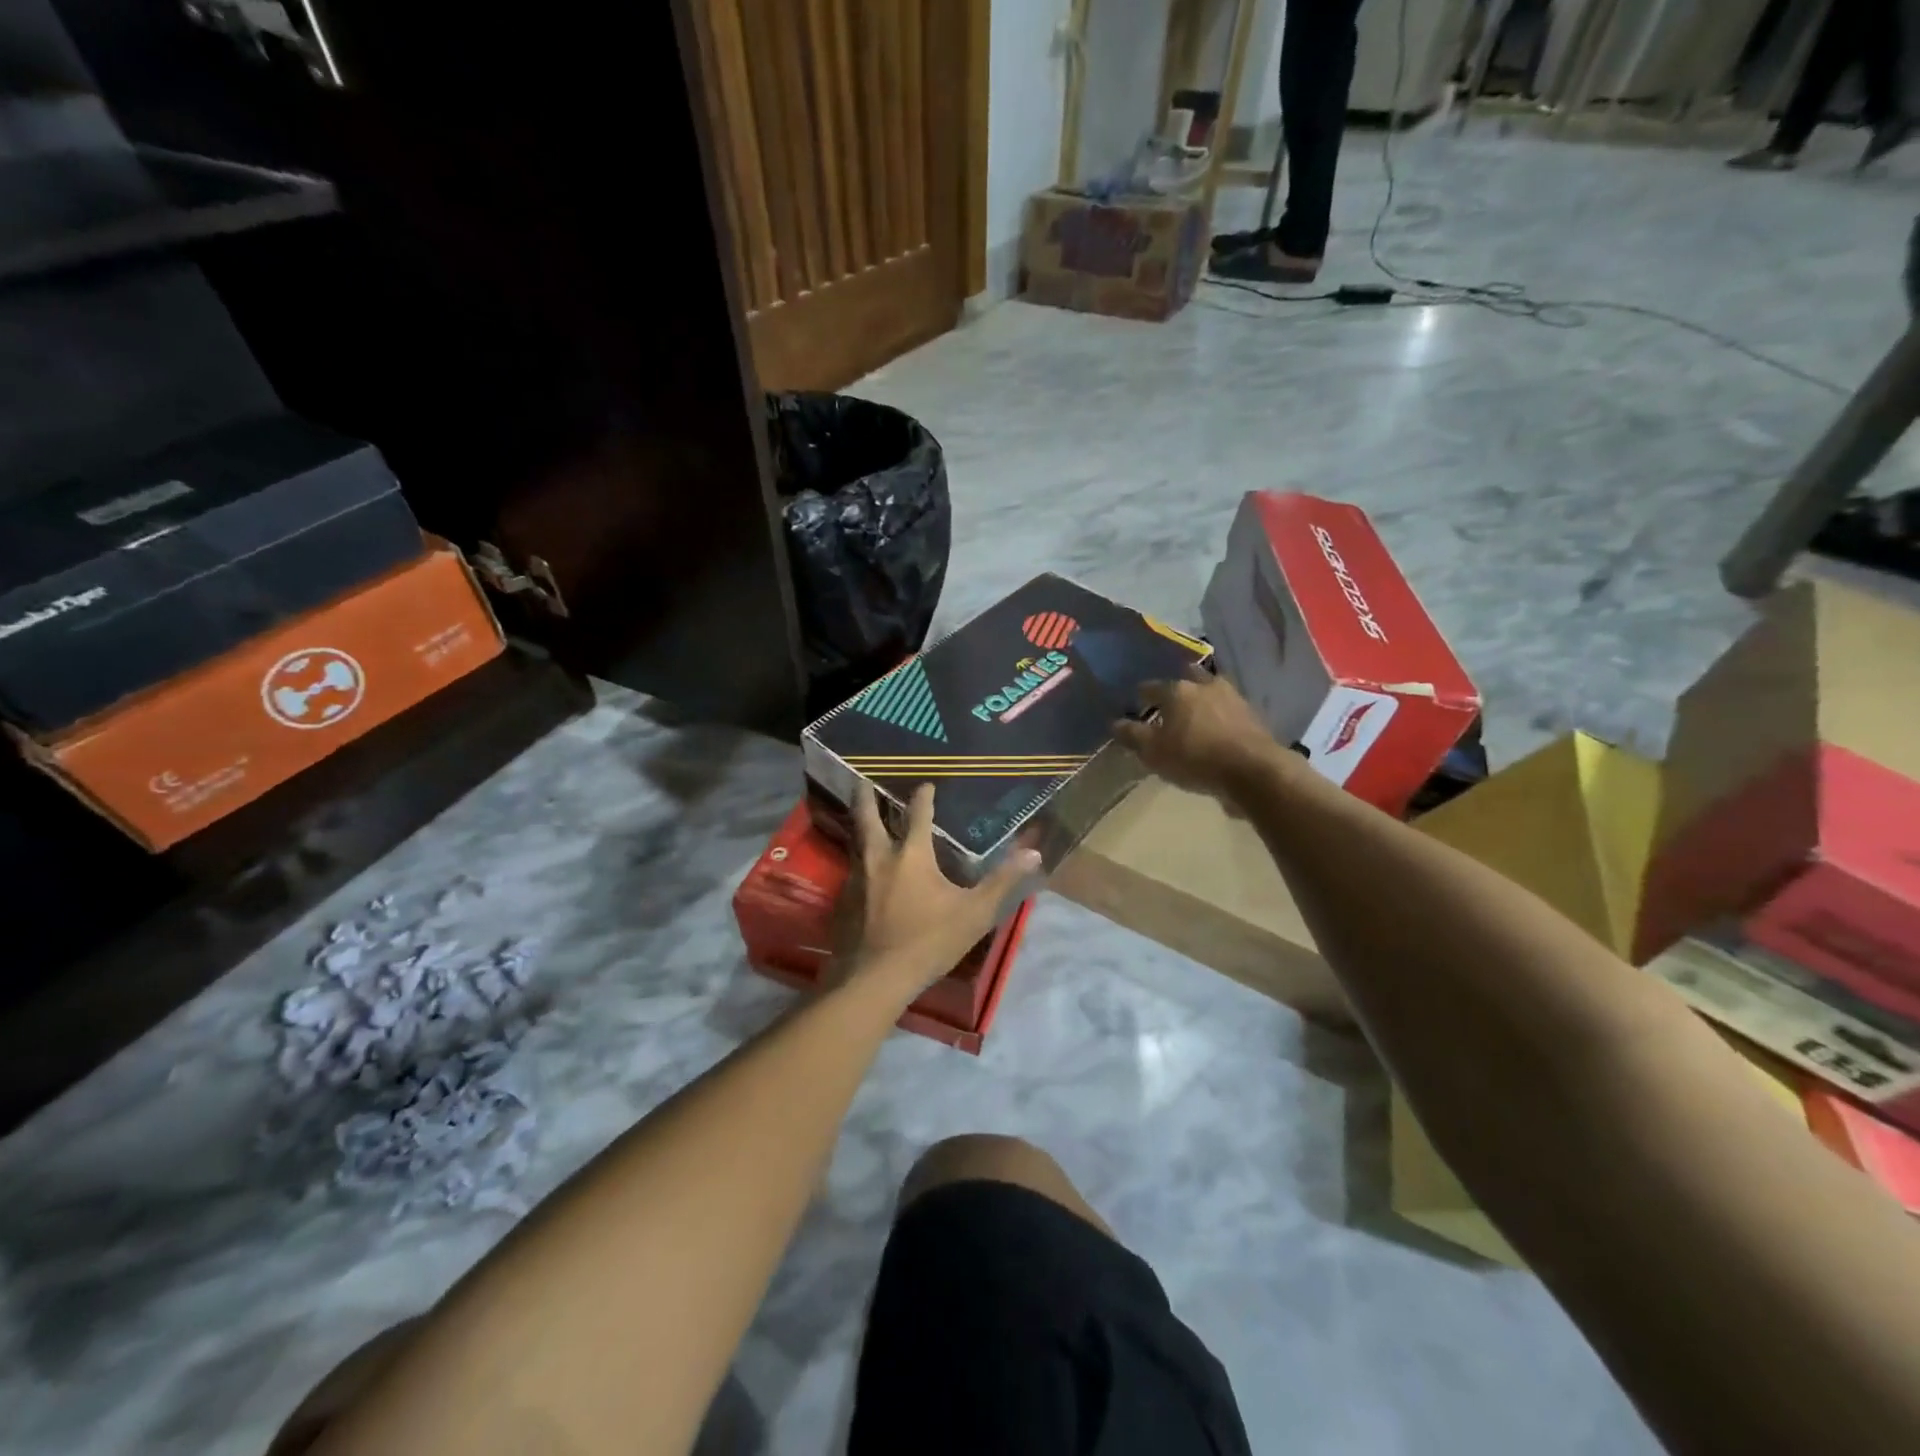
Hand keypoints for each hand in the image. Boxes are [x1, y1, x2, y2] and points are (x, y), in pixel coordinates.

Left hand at [834, 781, 1038, 1001]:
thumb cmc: (930, 940)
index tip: (925, 785)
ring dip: (860, 827)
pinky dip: (858, 859)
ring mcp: (858, 878)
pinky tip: (864, 869)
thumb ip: (1003, 881)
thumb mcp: (975, 912)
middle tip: (863, 781)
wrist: (876, 977)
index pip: (917, 814)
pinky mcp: (845, 900)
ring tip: (864, 819)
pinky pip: (852, 869)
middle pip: (867, 817)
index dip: (923, 797)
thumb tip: (1033, 852)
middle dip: (866, 797)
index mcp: (912, 855)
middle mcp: (880, 858)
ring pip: (857, 842)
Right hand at [1113, 668, 1285, 801]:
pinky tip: (1217, 725)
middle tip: (1169, 701)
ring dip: (1201, 697)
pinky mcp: (1252, 714)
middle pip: (1186, 678)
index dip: (1142, 695)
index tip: (1137, 703)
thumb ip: (1133, 736)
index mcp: (1176, 691)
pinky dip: (1219, 713)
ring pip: (1210, 690)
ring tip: (1194, 713)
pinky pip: (1228, 707)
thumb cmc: (1195, 758)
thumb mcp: (1154, 752)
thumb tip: (1114, 723)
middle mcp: (1204, 685)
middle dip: (1177, 687)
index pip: (1151, 687)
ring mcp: (1232, 697)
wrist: (1253, 770)